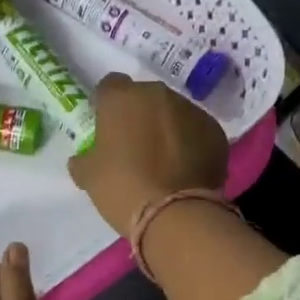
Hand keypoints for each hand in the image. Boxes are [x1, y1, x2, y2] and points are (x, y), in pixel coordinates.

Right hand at [68, 73, 228, 235]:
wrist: (175, 213)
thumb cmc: (122, 187)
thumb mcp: (89, 176)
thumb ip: (84, 159)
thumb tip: (83, 159)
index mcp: (121, 98)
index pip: (109, 86)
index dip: (106, 104)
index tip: (105, 125)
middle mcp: (158, 94)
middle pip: (145, 97)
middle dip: (139, 115)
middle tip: (134, 144)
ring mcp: (191, 110)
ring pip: (173, 112)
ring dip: (166, 127)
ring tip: (163, 159)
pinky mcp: (215, 131)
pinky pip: (196, 131)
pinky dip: (190, 143)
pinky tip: (185, 168)